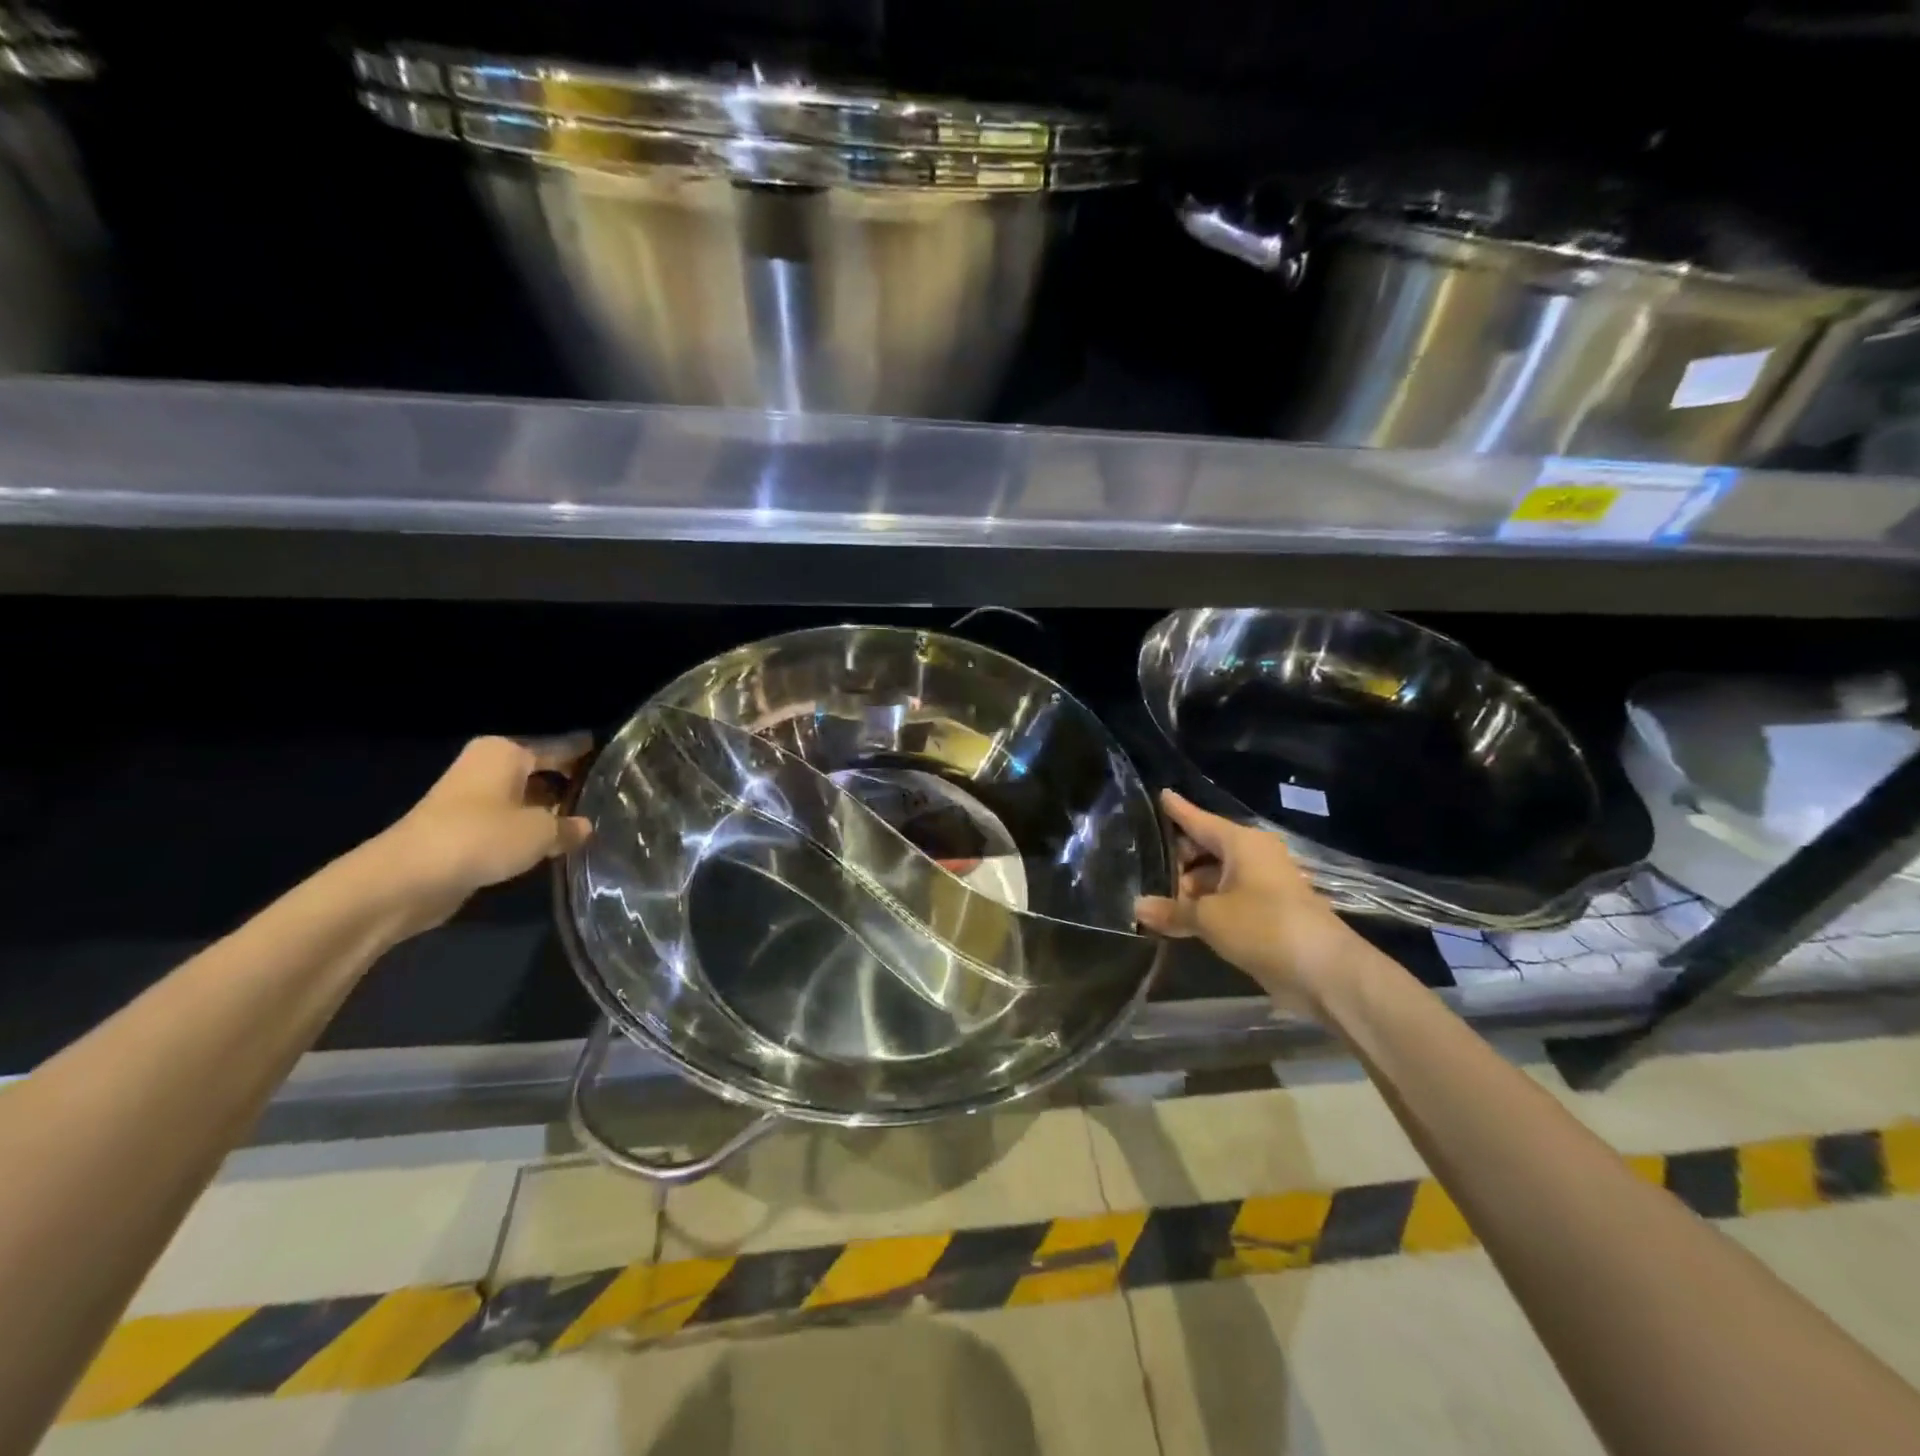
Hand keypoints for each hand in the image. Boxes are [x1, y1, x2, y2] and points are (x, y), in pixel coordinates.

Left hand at [371, 735, 594, 933]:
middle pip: (540, 771)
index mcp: (506, 752)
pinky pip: (508, 823)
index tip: (612, 758)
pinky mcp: (463, 830)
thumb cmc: (482, 837)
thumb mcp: (541, 833)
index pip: (559, 747)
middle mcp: (487, 767)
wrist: (408, 879)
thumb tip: (585, 827)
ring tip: (589, 822)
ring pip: (525, 799)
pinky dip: (528, 831)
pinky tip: (555, 844)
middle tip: (610, 795)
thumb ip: (569, 827)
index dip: (585, 754)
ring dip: (549, 812)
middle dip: (569, 785)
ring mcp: (472, 799)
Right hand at [1134, 790, 1362, 1006]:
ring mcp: (1263, 885)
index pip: (1200, 820)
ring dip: (1190, 888)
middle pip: (1206, 848)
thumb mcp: (1209, 918)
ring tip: (1155, 895)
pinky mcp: (1268, 912)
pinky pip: (1227, 899)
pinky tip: (1180, 917)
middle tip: (1142, 865)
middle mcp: (1253, 856)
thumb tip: (1137, 908)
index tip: (1161, 794)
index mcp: (1241, 844)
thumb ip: (1172, 911)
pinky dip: (1206, 906)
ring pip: (1216, 876)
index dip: (1178, 810)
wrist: (1324, 971)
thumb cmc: (1263, 926)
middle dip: (1177, 858)